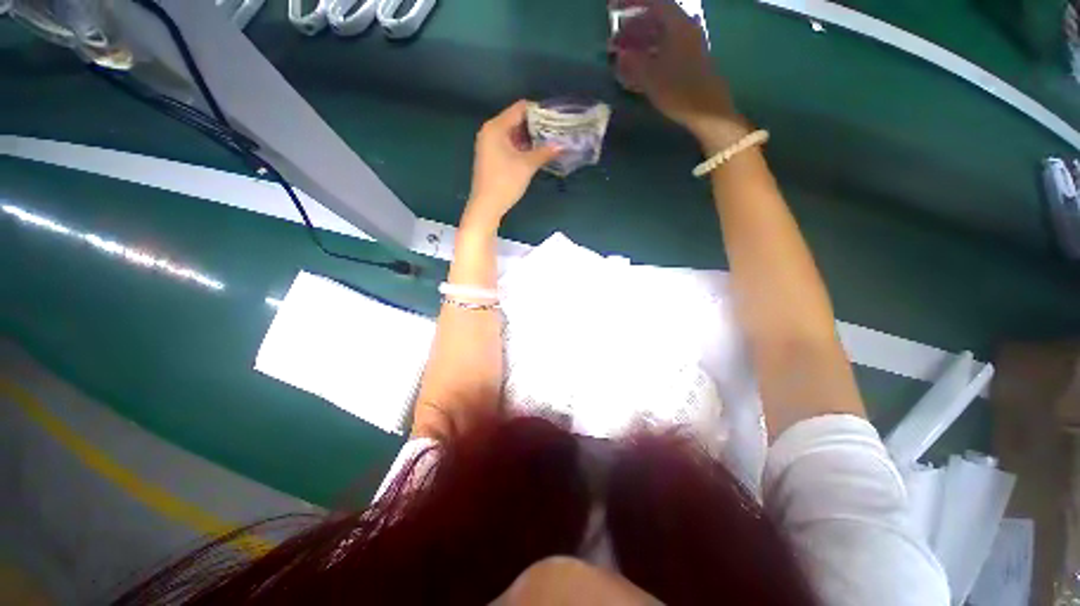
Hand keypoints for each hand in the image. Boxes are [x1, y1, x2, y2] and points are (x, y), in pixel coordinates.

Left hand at [464, 100, 560, 231]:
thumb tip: (562, 145)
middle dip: (536, 125)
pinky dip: (522, 147)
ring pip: (513, 134)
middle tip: (555, 131)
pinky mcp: (491, 157)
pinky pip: (509, 145)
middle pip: (516, 120)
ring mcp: (489, 145)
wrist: (486, 206)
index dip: (538, 111)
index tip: (555, 117)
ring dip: (530, 138)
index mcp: (496, 127)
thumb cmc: (505, 182)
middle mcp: (490, 131)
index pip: (520, 108)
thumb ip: (545, 152)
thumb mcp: (527, 165)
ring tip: (550, 142)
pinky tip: (536, 153)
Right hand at [610, 0, 743, 144]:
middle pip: (656, 19)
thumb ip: (633, 62)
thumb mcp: (650, 77)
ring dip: (640, 42)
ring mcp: (688, 45)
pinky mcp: (689, 61)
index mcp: (677, 25)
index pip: (653, 2)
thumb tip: (620, 54)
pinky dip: (650, 53)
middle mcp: (684, 29)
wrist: (707, 111)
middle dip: (633, 27)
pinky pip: (665, 49)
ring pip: (660, 36)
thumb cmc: (679, 91)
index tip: (612, 7)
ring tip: (623, 56)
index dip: (632, 2)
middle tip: (615, 42)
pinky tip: (638, 68)